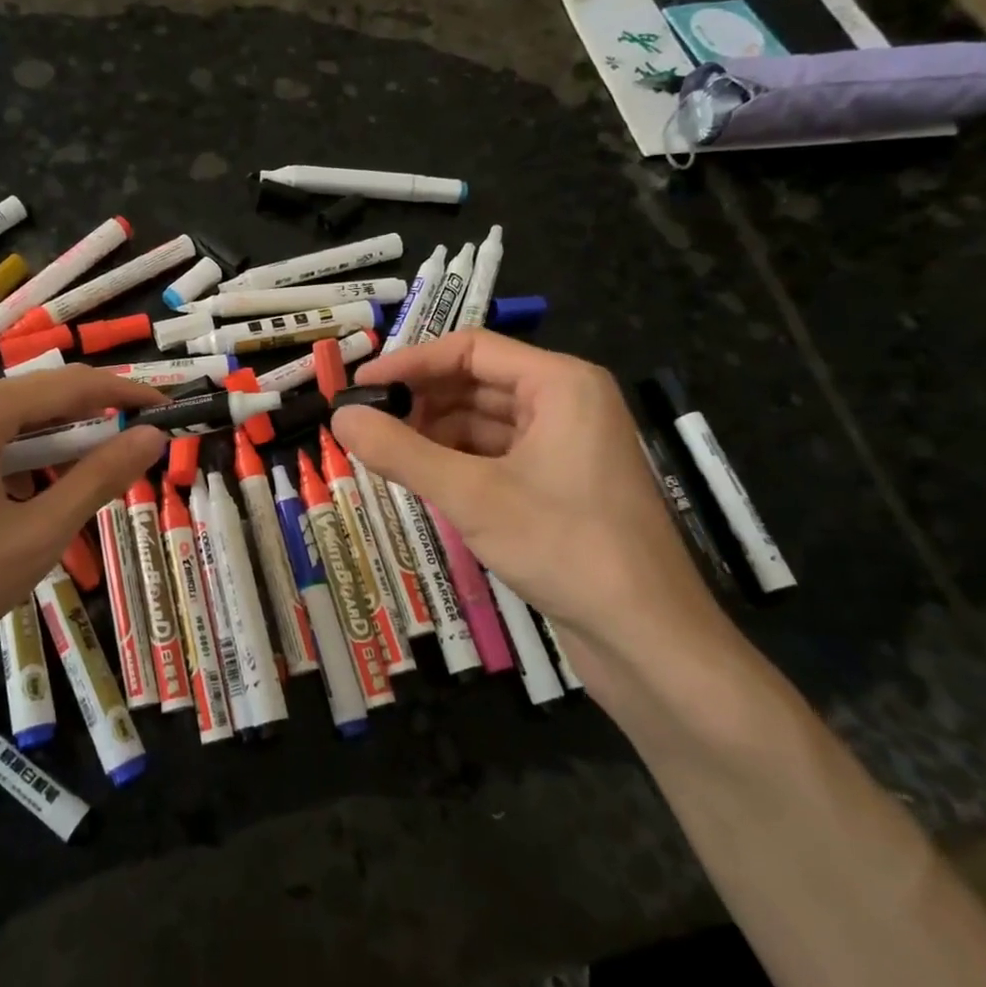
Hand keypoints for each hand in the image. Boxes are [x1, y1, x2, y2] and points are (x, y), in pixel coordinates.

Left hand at [0, 368, 166, 701]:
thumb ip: (100, 478)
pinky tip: (28, 505)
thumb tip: (152, 438)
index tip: (168, 411)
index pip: (71, 385)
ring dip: (54, 450)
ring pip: (9, 428)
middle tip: (135, 455)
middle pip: (37, 402)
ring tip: (86, 488)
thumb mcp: (38, 533)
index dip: (126, 395)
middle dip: (90, 424)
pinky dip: (19, 466)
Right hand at [333, 331, 723, 662]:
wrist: (646, 637)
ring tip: (382, 451)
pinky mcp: (560, 484)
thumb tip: (339, 415)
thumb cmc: (564, 547)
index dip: (410, 362)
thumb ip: (400, 452)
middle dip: (420, 400)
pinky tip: (421, 478)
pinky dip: (457, 461)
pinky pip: (496, 454)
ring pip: (484, 421)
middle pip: (477, 381)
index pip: (470, 349)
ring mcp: (566, 445)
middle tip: (363, 422)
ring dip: (434, 432)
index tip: (359, 385)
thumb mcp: (472, 496)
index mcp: (560, 383)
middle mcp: (566, 402)